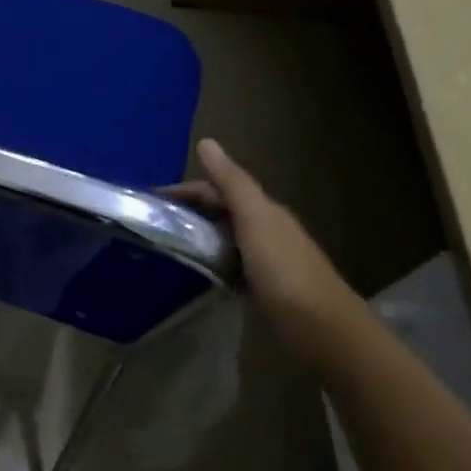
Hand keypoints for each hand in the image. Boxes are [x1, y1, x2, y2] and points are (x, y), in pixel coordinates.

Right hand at [165, 139, 356, 332]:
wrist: (321, 328)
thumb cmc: (284, 270)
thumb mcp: (254, 219)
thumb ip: (231, 182)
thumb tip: (206, 141)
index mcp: (263, 210)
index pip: (216, 190)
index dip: (183, 191)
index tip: (148, 201)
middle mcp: (264, 229)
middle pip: (218, 212)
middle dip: (186, 212)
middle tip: (150, 224)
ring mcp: (264, 260)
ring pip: (221, 239)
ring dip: (195, 237)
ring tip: (162, 246)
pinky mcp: (261, 287)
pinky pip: (226, 265)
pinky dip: (207, 262)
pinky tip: (191, 272)